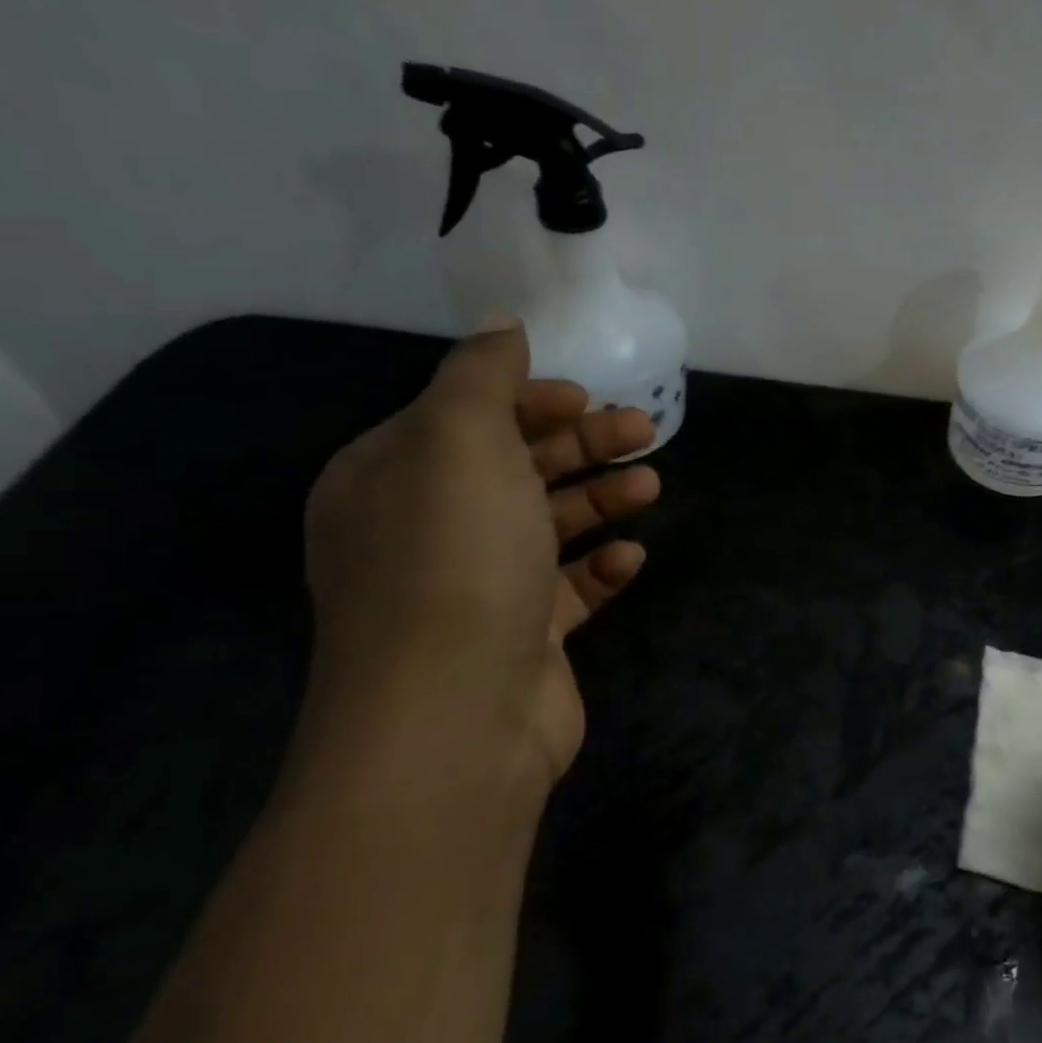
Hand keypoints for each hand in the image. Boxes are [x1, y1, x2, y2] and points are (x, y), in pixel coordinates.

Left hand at [301, 321, 659, 791]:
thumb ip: (480, 376)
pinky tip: (630, 558)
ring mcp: (477, 588)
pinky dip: (601, 567)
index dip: (528, 399)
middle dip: (580, 443)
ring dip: (600, 498)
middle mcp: (426, 530)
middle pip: (514, 466)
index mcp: (391, 479)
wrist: (454, 715)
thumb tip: (501, 327)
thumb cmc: (455, 560)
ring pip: (548, 525)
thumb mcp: (459, 442)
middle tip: (643, 430)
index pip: (463, 417)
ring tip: (650, 485)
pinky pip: (569, 588)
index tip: (586, 396)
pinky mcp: (523, 637)